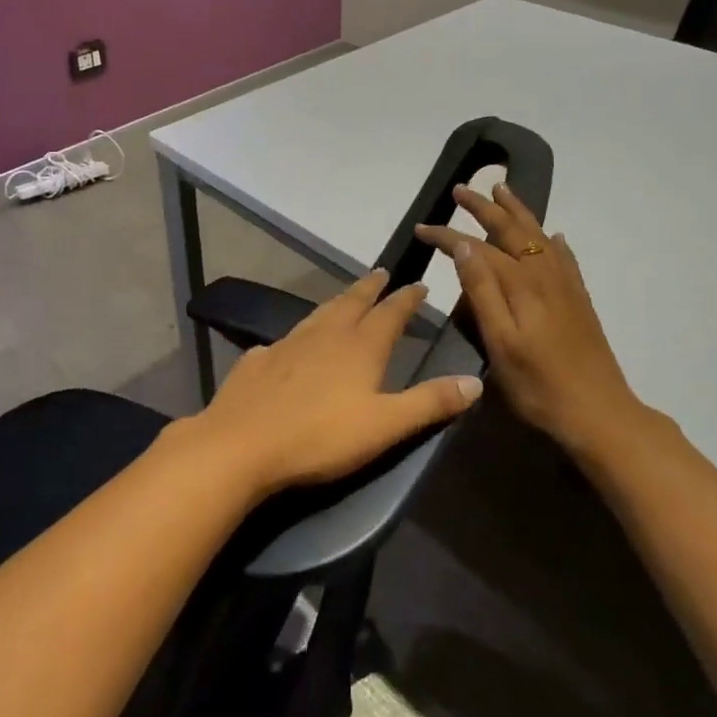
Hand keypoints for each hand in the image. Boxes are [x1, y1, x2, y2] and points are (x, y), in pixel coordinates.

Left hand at [186, 269, 481, 497]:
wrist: (241, 443)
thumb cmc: (320, 437)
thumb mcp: (385, 425)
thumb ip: (429, 403)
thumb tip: (475, 381)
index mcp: (359, 347)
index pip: (390, 313)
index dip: (406, 299)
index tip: (419, 283)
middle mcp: (324, 335)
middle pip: (352, 302)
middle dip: (370, 288)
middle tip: (381, 272)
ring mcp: (287, 343)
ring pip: (318, 313)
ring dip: (337, 302)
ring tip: (346, 297)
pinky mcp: (258, 359)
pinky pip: (284, 339)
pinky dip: (299, 333)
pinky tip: (292, 342)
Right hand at [416, 183, 647, 454]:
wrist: (599, 413)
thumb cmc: (539, 385)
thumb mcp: (500, 343)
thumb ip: (482, 292)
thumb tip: (464, 246)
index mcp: (520, 284)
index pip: (477, 247)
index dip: (447, 235)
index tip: (421, 227)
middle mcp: (543, 274)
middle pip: (511, 230)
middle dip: (484, 208)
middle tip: (462, 190)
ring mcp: (565, 285)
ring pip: (538, 235)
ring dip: (517, 211)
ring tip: (502, 190)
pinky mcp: (578, 299)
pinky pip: (563, 256)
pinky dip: (551, 240)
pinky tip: (552, 236)